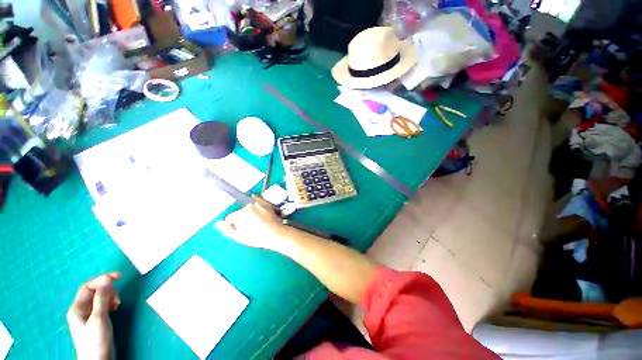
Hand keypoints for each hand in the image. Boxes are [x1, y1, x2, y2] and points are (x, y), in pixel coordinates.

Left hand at [67, 273, 120, 359]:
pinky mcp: (95, 320)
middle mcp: (80, 309)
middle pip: (94, 291)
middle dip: (108, 290)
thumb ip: (102, 298)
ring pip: (99, 298)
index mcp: (77, 308)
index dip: (102, 279)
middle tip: (118, 296)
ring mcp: (87, 316)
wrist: (98, 359)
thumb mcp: (99, 318)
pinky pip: (102, 305)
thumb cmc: (96, 339)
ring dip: (110, 297)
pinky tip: (115, 308)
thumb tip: (107, 279)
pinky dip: (110, 303)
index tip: (118, 276)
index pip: (88, 286)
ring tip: (117, 303)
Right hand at [216, 197, 289, 253]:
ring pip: (248, 207)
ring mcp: (258, 203)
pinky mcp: (265, 203)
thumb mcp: (239, 237)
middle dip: (242, 218)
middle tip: (250, 227)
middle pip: (240, 212)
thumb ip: (227, 229)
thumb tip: (218, 223)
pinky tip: (259, 211)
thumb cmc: (256, 237)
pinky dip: (256, 204)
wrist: (275, 233)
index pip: (230, 217)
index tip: (240, 230)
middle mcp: (248, 206)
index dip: (233, 224)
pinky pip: (257, 200)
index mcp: (240, 215)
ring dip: (250, 212)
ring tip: (258, 221)